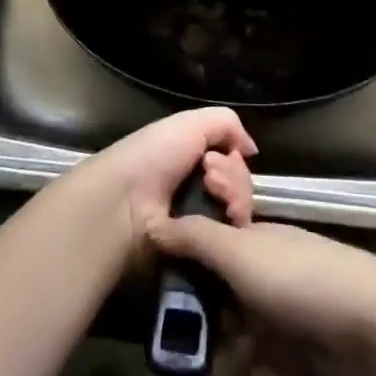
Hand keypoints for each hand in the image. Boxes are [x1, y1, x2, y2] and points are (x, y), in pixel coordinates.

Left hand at [73, 108, 258, 262]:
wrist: (125, 204)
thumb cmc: (153, 156)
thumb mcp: (189, 123)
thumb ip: (227, 124)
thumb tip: (251, 150)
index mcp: (189, 160)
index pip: (232, 161)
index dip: (235, 156)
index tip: (229, 155)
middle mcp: (197, 190)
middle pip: (241, 184)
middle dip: (235, 177)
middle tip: (211, 178)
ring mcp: (202, 223)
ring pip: (242, 208)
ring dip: (235, 195)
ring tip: (213, 193)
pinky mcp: (205, 252)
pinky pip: (235, 236)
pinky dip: (233, 221)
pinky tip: (223, 215)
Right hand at [144, 217, 375, 375]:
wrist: (374, 327)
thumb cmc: (296, 279)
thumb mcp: (239, 252)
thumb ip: (195, 238)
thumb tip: (153, 221)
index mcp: (251, 244)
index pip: (205, 254)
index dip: (176, 275)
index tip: (144, 300)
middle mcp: (263, 279)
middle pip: (217, 306)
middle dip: (187, 336)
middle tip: (155, 369)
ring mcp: (282, 322)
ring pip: (235, 349)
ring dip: (207, 375)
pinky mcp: (298, 363)